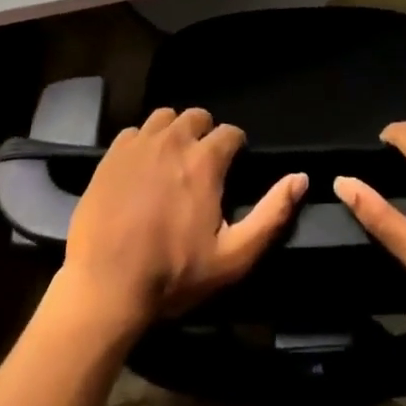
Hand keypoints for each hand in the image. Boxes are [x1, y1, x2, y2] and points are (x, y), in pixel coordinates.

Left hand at [59, 107, 306, 334]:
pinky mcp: (111, 155)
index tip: (231, 168)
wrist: (104, 287)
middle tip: (201, 166)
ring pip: (165, 118)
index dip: (235, 148)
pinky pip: (135, 132)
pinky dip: (143, 142)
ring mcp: (139, 144)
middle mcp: (174, 140)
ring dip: (174, 132)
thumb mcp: (233, 257)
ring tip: (172, 160)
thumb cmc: (172, 275)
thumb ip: (271, 215)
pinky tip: (141, 167)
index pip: (230, 133)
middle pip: (197, 117)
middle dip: (205, 135)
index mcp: (205, 161)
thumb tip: (301, 178)